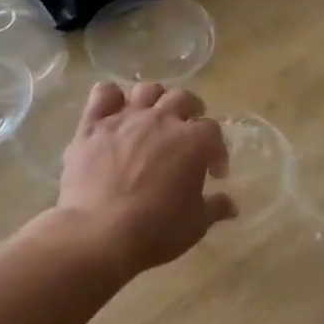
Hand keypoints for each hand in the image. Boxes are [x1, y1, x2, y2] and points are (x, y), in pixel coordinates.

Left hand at [58, 81, 235, 278]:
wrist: (99, 233)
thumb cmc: (155, 229)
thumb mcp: (195, 224)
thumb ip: (214, 208)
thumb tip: (231, 206)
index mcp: (193, 141)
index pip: (213, 131)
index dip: (217, 151)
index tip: (214, 173)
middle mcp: (161, 120)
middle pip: (182, 98)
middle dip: (191, 111)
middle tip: (188, 132)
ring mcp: (124, 119)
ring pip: (146, 90)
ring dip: (155, 99)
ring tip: (154, 117)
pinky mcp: (92, 125)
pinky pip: (103, 94)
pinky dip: (111, 97)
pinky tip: (114, 112)